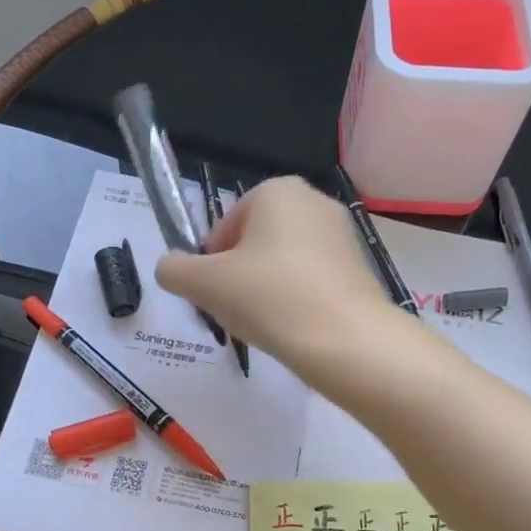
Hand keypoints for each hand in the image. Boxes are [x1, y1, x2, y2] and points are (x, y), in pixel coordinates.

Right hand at [157, 176, 393, 371]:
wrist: (346, 340)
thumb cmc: (269, 298)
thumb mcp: (203, 284)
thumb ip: (174, 269)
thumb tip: (171, 268)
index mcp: (277, 190)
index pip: (225, 226)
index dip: (211, 262)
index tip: (213, 293)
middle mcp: (314, 201)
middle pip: (254, 242)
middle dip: (238, 275)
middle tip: (234, 310)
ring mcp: (342, 234)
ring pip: (283, 263)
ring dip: (266, 289)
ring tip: (265, 323)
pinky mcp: (359, 267)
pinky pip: (311, 280)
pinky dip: (296, 299)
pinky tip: (293, 327)